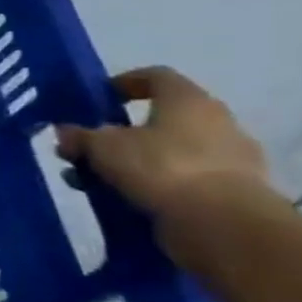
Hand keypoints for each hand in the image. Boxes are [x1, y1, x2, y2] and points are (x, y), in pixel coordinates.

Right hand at [55, 66, 271, 219]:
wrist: (224, 225)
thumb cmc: (161, 167)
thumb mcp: (102, 147)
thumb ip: (80, 137)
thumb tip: (68, 133)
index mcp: (189, 100)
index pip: (156, 76)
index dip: (124, 83)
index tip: (99, 99)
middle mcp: (217, 122)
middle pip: (162, 119)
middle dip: (123, 133)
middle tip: (90, 148)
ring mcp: (232, 159)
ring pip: (170, 153)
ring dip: (135, 163)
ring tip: (98, 181)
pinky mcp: (234, 193)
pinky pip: (184, 181)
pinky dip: (155, 187)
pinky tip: (127, 200)